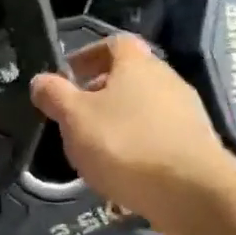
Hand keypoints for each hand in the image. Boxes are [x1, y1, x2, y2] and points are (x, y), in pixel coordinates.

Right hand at [29, 33, 235, 234]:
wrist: (191, 191)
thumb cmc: (124, 144)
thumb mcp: (74, 118)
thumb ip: (54, 95)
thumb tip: (40, 80)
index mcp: (137, 64)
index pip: (114, 43)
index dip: (88, 55)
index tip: (68, 76)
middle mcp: (167, 79)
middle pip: (130, 75)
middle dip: (100, 91)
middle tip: (75, 115)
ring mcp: (186, 111)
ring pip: (143, 106)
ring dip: (118, 120)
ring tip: (96, 147)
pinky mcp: (195, 143)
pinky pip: (157, 134)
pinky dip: (137, 143)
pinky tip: (122, 169)